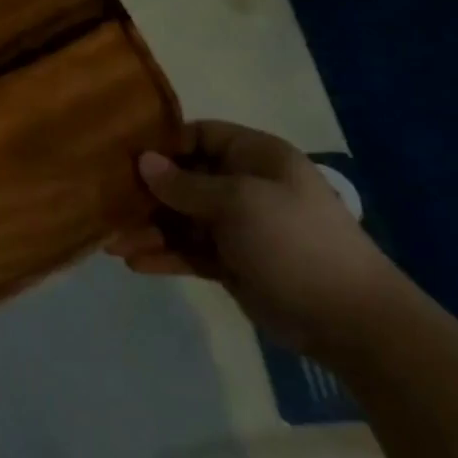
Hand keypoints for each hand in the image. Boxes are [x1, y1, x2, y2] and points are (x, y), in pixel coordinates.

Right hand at [104, 120, 405, 358]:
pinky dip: (165, 256)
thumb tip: (143, 162)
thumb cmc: (295, 242)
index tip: (124, 158)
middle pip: (183, 179)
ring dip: (149, 230)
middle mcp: (244, 185)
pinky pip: (190, 251)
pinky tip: (136, 264)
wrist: (351, 321)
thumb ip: (185, 184)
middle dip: (146, 194)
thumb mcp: (238, 203)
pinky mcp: (233, 263)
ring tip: (112, 244)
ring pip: (181, 219)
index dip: (163, 145)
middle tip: (106, 206)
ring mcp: (239, 226)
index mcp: (255, 157)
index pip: (199, 135)